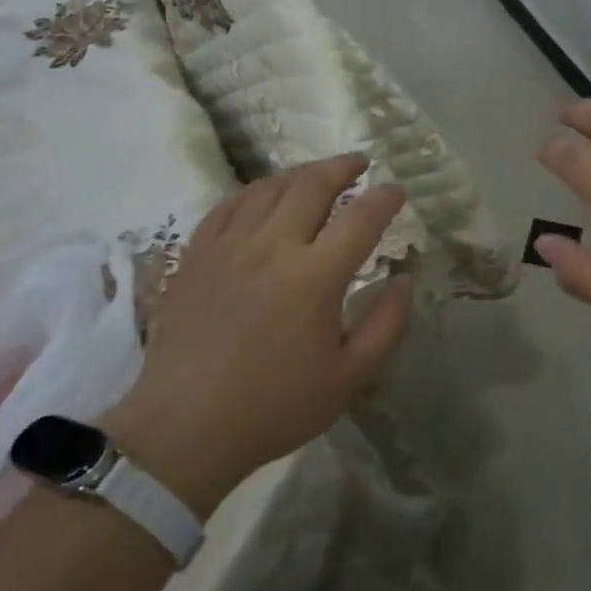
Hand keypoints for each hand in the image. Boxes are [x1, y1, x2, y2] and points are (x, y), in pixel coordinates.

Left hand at [103, 156, 411, 515]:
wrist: (185, 427)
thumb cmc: (275, 406)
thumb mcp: (348, 377)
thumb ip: (386, 324)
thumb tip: (405, 280)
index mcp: (315, 276)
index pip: (361, 218)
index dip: (385, 197)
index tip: (397, 190)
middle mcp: (273, 246)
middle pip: (312, 185)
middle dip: (342, 167)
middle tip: (359, 163)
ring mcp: (229, 246)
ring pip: (269, 188)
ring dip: (300, 174)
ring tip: (316, 176)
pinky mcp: (196, 255)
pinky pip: (228, 205)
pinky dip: (254, 191)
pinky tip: (263, 196)